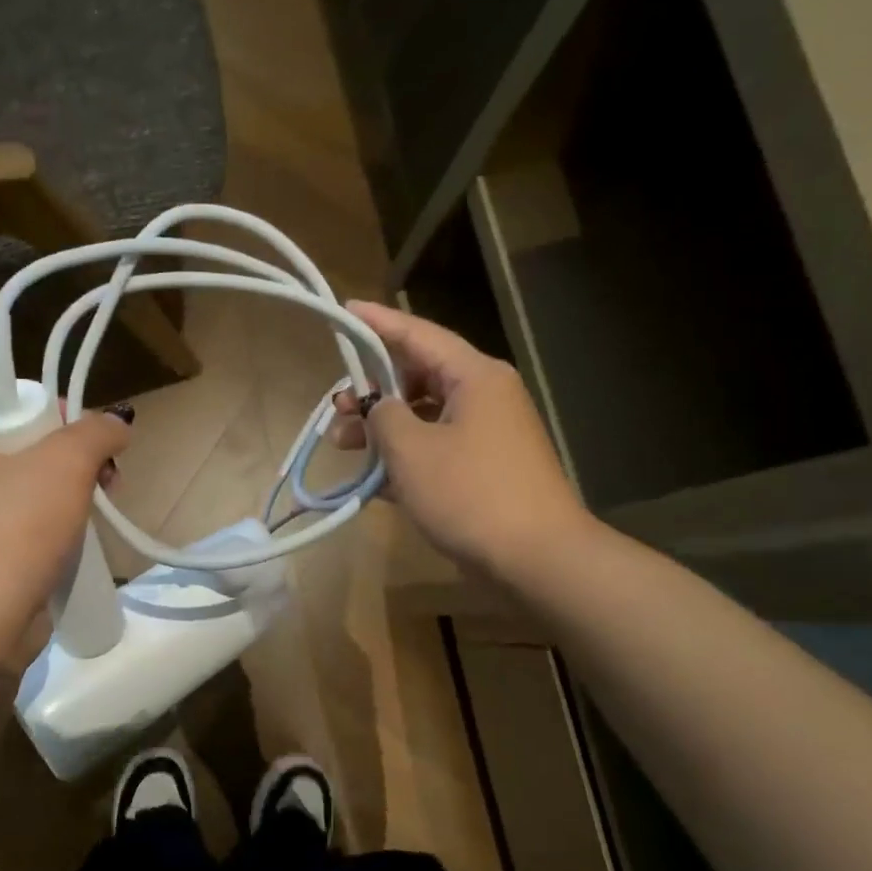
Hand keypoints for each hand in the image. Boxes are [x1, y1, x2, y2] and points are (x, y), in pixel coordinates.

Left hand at [0, 410, 130, 677]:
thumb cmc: (18, 528)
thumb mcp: (66, 463)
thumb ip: (96, 431)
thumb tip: (117, 425)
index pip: (11, 406)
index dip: (58, 413)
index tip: (91, 438)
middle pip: (25, 447)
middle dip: (74, 457)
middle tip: (106, 476)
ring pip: (30, 487)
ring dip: (71, 490)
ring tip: (102, 504)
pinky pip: (25, 523)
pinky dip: (55, 523)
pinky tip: (82, 533)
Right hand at [332, 301, 596, 579]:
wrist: (537, 559)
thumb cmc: (471, 494)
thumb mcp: (411, 450)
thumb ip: (383, 416)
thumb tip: (377, 407)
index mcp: (474, 376)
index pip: (418, 334)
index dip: (377, 323)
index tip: (344, 311)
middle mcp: (484, 396)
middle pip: (418, 376)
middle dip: (372, 390)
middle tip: (335, 407)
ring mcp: (487, 433)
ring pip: (423, 415)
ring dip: (382, 428)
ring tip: (343, 446)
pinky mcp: (485, 467)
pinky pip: (435, 447)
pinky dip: (404, 455)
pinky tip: (372, 477)